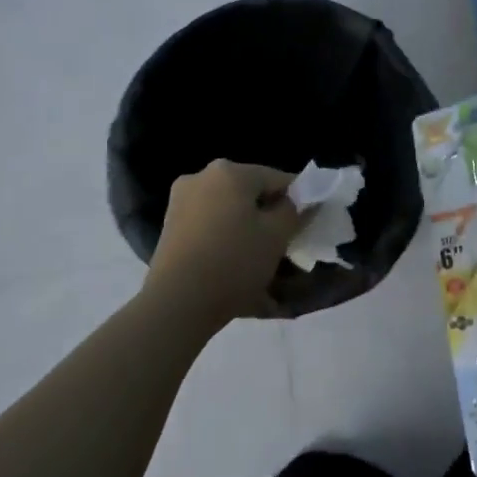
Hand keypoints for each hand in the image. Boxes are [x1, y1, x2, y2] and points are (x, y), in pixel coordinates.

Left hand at [146, 160, 301, 323]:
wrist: (177, 304)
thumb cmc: (234, 262)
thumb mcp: (277, 236)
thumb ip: (295, 211)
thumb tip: (301, 200)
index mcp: (230, 172)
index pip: (278, 178)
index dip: (298, 200)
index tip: (306, 225)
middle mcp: (201, 177)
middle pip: (250, 193)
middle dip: (269, 215)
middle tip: (283, 244)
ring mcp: (181, 201)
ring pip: (229, 210)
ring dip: (247, 228)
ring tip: (259, 260)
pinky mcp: (170, 227)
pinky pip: (210, 225)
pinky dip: (226, 239)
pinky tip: (234, 265)